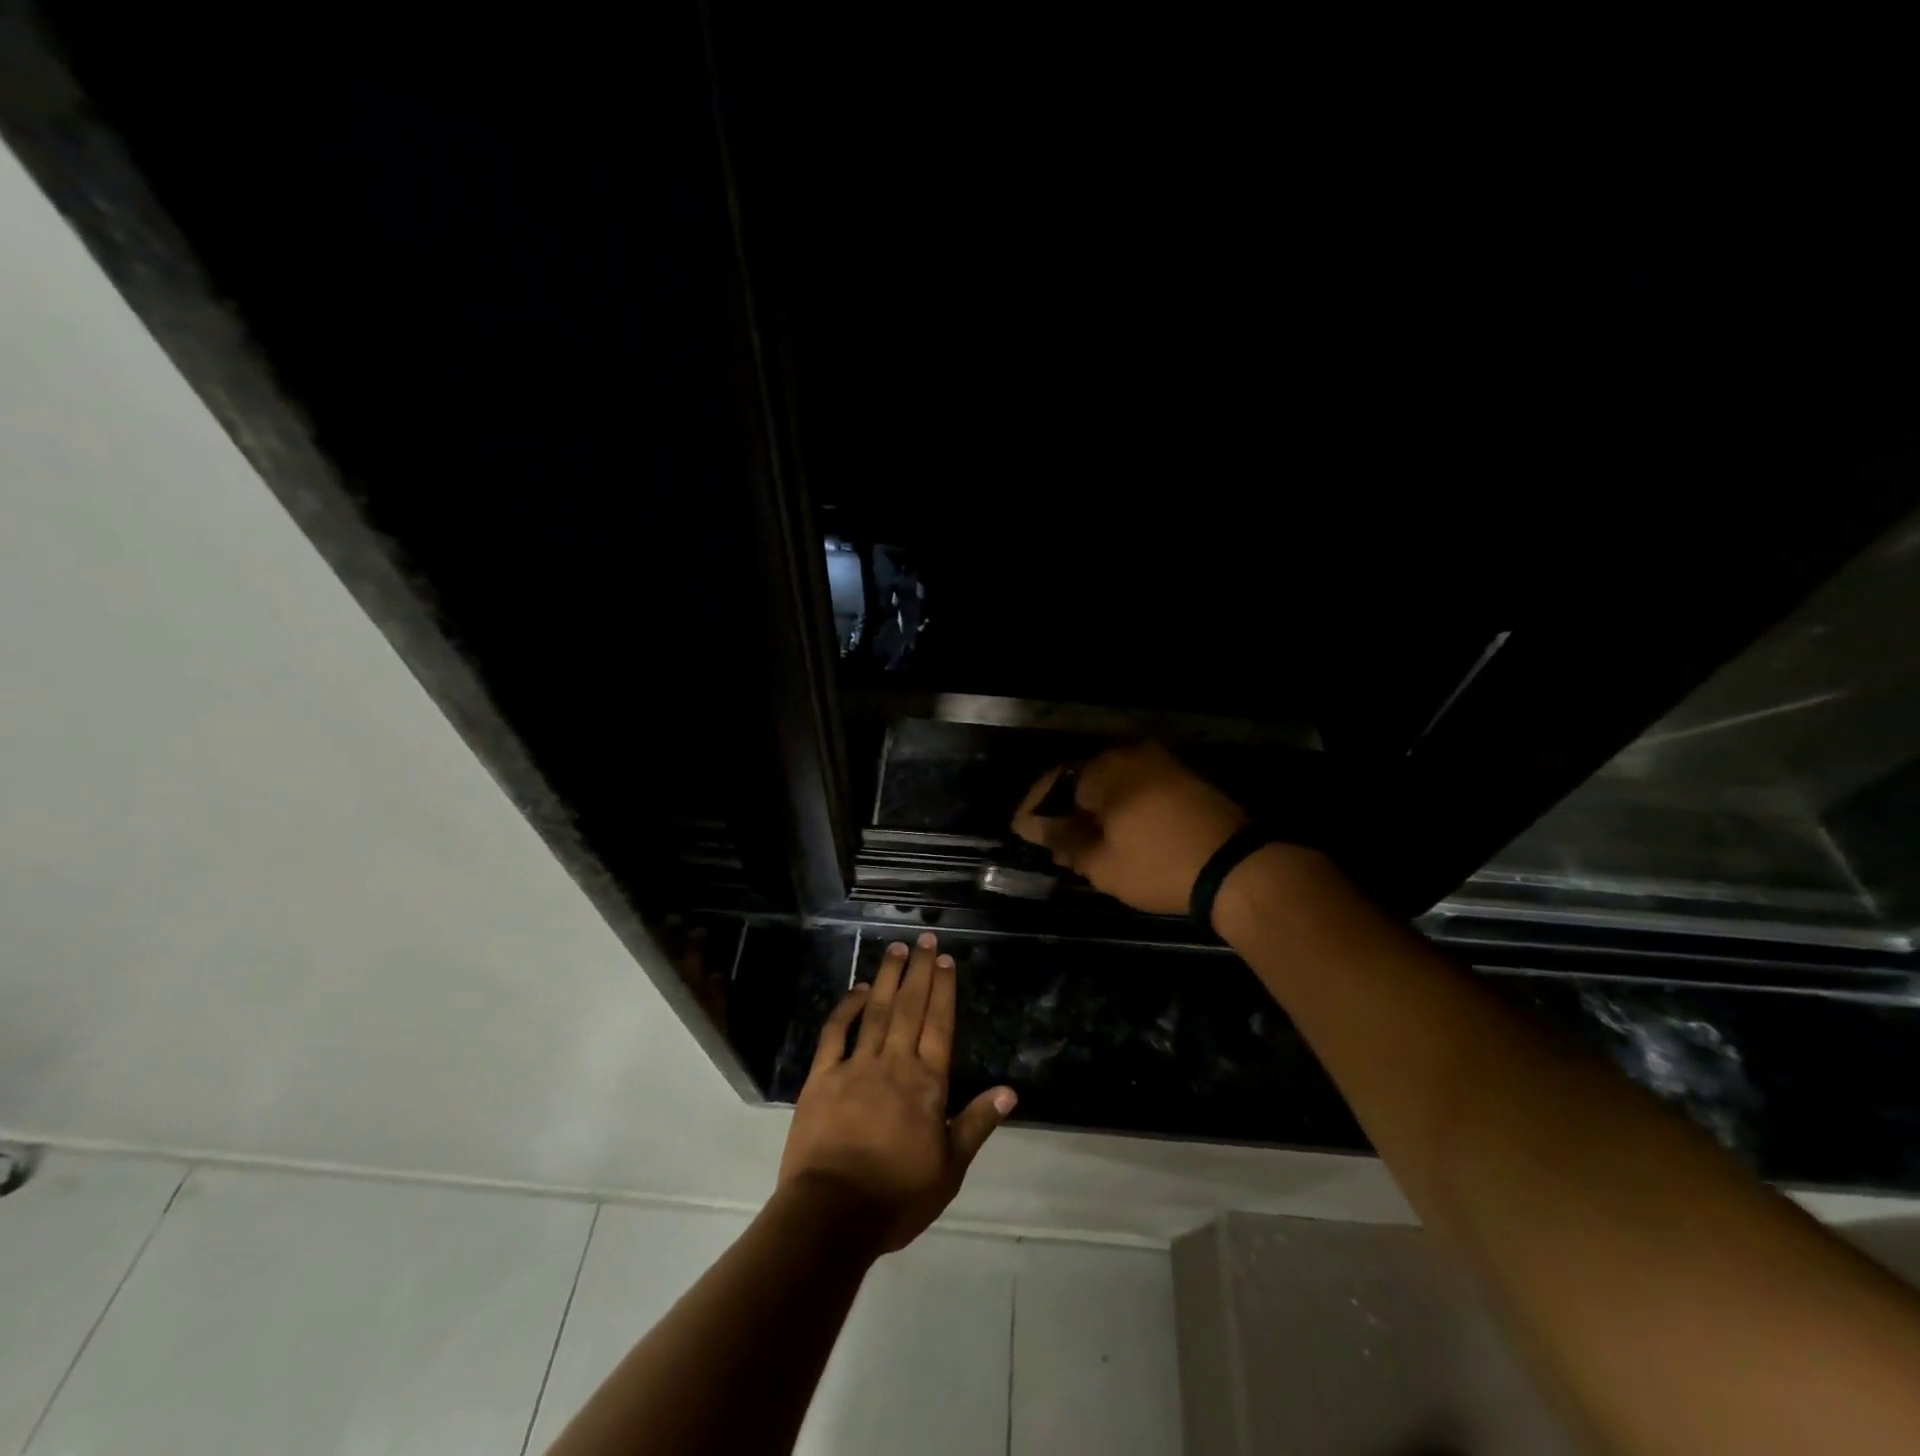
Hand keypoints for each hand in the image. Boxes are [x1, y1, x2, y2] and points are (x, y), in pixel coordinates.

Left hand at [778, 933, 1015, 1252]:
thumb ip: (976, 1124)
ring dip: (887, 977)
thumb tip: (1010, 1091)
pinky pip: (835, 1033)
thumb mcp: (949, 1169)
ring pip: (876, 1011)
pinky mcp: (822, 1077)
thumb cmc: (897, 1196)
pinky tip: (856, 989)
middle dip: (919, 971)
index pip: (939, 1025)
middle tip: (925, 939)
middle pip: (910, 1007)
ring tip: (896, 949)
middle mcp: (894, 1064)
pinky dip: (846, 1008)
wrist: (832, 1214)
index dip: (944, 990)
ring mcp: (855, 1067)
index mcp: (926, 1084)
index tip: (945, 960)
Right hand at [1012, 741, 1248, 914]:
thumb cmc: (1159, 865)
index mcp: (1106, 769)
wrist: (1237, 869)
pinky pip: (1136, 788)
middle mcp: (1131, 756)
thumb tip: (1037, 828)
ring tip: (1080, 842)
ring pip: (1111, 784)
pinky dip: (1119, 808)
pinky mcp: (1182, 779)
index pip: (1054, 783)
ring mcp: (1161, 764)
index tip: (1020, 832)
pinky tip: (1114, 833)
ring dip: (1092, 810)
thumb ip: (1064, 841)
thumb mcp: (1102, 863)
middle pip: (1082, 780)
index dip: (1034, 809)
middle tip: (1049, 840)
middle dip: (1063, 810)